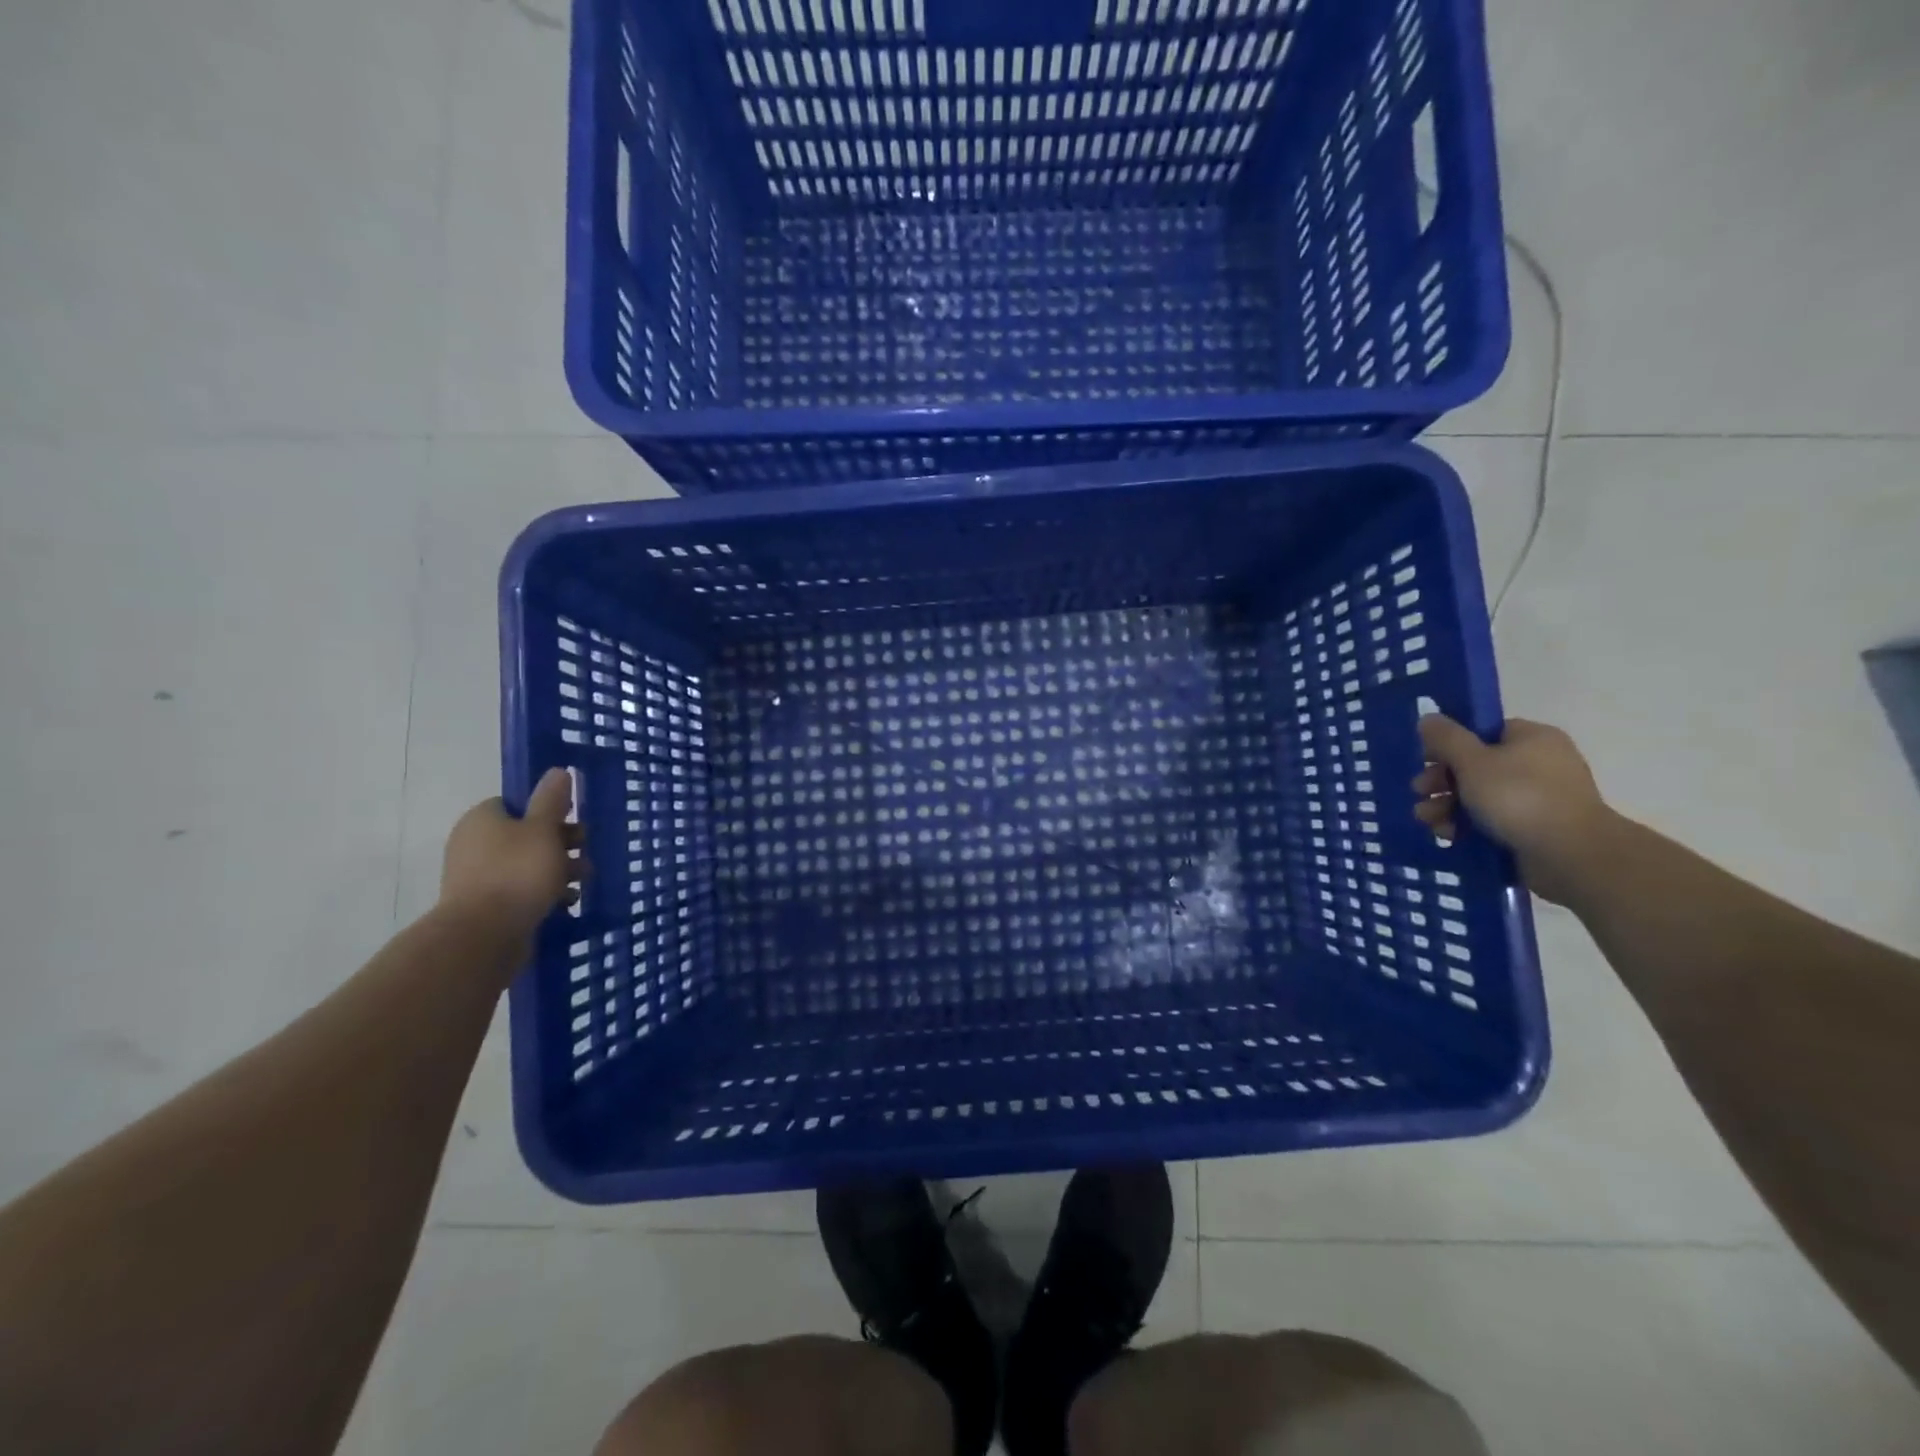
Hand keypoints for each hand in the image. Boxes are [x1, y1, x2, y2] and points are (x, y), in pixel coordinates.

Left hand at [439, 768, 585, 941]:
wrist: (484, 935)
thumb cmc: (517, 872)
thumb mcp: (543, 830)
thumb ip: (552, 800)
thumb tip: (557, 771)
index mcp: (483, 819)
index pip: (518, 804)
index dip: (548, 811)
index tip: (573, 822)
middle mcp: (475, 844)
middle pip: (526, 834)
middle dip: (561, 843)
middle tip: (585, 851)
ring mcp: (478, 877)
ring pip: (527, 864)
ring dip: (558, 869)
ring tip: (583, 880)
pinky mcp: (486, 905)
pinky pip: (521, 890)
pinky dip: (544, 892)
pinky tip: (566, 902)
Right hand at [1412, 715, 1614, 904]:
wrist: (1571, 855)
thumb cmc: (1519, 798)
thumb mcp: (1473, 762)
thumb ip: (1446, 738)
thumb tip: (1427, 718)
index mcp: (1532, 738)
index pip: (1482, 731)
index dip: (1449, 744)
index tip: (1424, 760)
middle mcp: (1539, 763)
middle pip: (1476, 765)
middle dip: (1441, 781)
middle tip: (1419, 793)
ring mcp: (1539, 798)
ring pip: (1480, 795)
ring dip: (1447, 806)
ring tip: (1426, 820)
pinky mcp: (1535, 828)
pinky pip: (1492, 820)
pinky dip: (1467, 825)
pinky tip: (1447, 835)